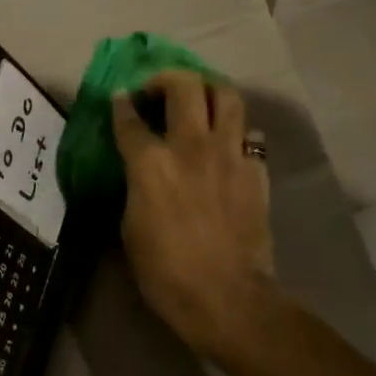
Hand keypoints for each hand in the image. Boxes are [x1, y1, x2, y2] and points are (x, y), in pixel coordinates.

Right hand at [111, 71, 277, 364]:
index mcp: (150, 163)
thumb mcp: (130, 226)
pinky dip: (234, 131)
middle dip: (166, 79)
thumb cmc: (164, 271)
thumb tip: (139, 170)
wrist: (225, 295)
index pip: (129, 119)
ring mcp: (228, 154)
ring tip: (197, 100)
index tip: (120, 98)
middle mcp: (190, 146)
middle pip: (183, 87)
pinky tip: (226, 144)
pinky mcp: (255, 170)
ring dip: (207, 90)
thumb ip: (134, 186)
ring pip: (225, 95)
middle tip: (157, 91)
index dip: (121, 105)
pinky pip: (248, 134)